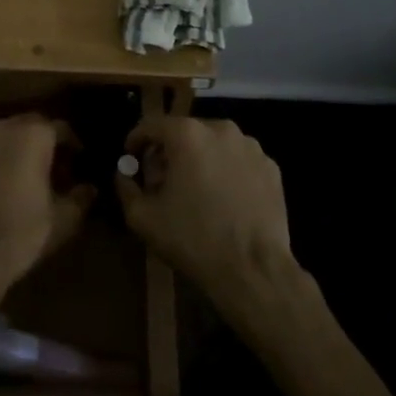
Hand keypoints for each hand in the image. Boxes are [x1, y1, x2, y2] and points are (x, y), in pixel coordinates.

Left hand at [0, 115, 94, 300]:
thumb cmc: (21, 233)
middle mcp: (2, 127)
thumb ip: (80, 198)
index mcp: (33, 135)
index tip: (79, 163)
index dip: (73, 146)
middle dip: (43, 144)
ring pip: (3, 137)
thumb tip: (89, 189)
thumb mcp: (62, 219)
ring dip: (15, 151)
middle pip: (30, 127)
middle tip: (53, 170)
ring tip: (22, 177)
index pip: (61, 129)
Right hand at [115, 116, 297, 315]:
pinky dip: (226, 171)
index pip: (151, 125)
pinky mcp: (271, 167)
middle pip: (184, 132)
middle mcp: (220, 129)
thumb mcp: (143, 218)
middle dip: (168, 152)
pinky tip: (223, 200)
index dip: (136, 140)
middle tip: (161, 180)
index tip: (131, 158)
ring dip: (199, 160)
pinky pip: (238, 161)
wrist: (253, 270)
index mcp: (187, 134)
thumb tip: (124, 173)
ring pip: (213, 145)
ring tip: (195, 191)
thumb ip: (126, 187)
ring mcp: (251, 147)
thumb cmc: (193, 238)